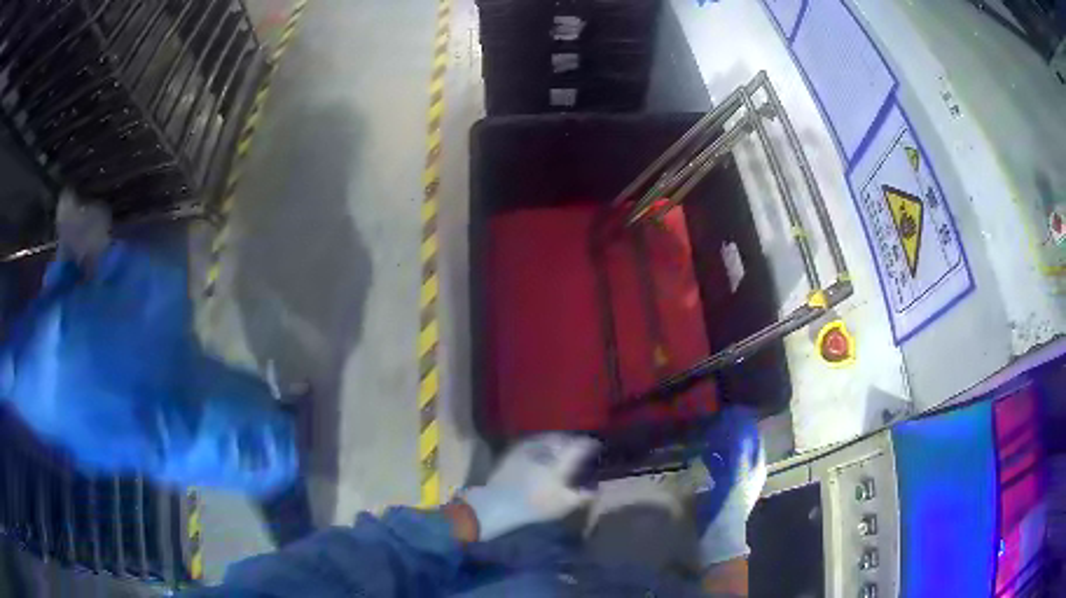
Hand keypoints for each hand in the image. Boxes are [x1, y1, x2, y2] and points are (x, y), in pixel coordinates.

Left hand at [463, 433, 599, 540]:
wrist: (499, 503)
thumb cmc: (535, 505)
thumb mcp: (564, 505)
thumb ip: (583, 495)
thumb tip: (595, 488)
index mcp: (561, 462)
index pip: (580, 446)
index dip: (590, 444)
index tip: (595, 446)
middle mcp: (546, 450)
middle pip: (564, 439)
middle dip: (573, 442)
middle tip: (578, 449)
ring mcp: (528, 448)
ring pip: (548, 439)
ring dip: (557, 442)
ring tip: (561, 449)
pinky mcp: (514, 451)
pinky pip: (533, 442)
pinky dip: (542, 444)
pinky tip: (542, 453)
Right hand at [693, 407, 765, 566]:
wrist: (719, 535)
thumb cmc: (729, 505)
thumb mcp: (734, 477)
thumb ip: (737, 451)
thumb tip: (738, 423)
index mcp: (756, 466)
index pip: (754, 437)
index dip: (745, 424)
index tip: (730, 410)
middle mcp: (750, 470)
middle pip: (743, 444)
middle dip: (731, 432)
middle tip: (715, 419)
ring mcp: (737, 479)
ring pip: (731, 454)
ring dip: (721, 443)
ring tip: (707, 433)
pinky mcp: (723, 487)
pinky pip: (721, 465)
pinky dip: (713, 457)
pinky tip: (702, 454)